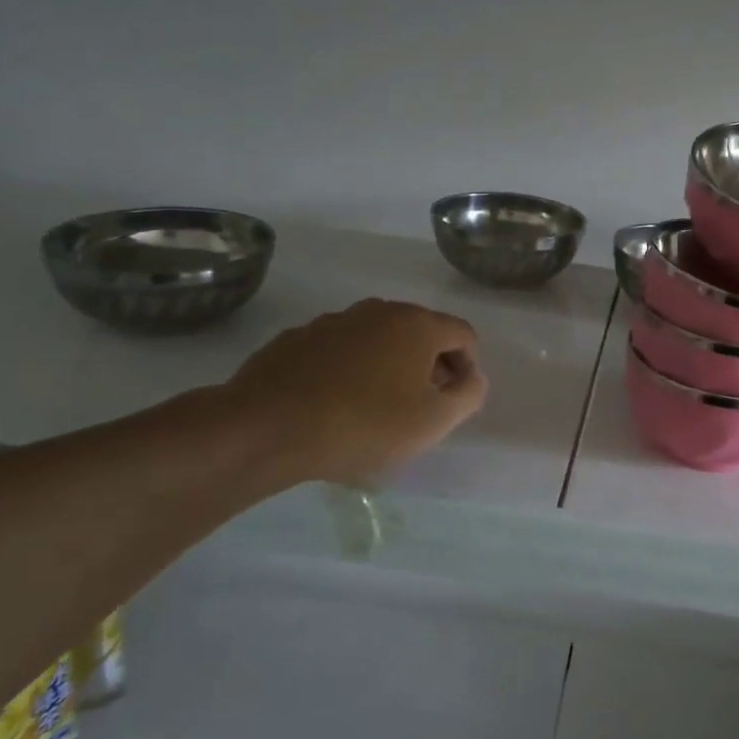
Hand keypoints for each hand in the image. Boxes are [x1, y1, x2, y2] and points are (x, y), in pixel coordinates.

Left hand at [220, 299, 487, 488]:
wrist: (265, 428)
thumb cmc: (363, 424)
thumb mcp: (434, 421)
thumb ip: (468, 394)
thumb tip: (472, 377)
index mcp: (418, 324)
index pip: (464, 335)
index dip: (468, 368)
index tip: (452, 401)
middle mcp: (379, 311)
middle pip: (421, 333)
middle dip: (428, 366)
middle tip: (418, 406)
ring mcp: (334, 321)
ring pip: (378, 340)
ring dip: (387, 366)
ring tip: (373, 408)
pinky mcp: (297, 338)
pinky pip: (339, 350)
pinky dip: (347, 369)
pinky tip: (333, 403)